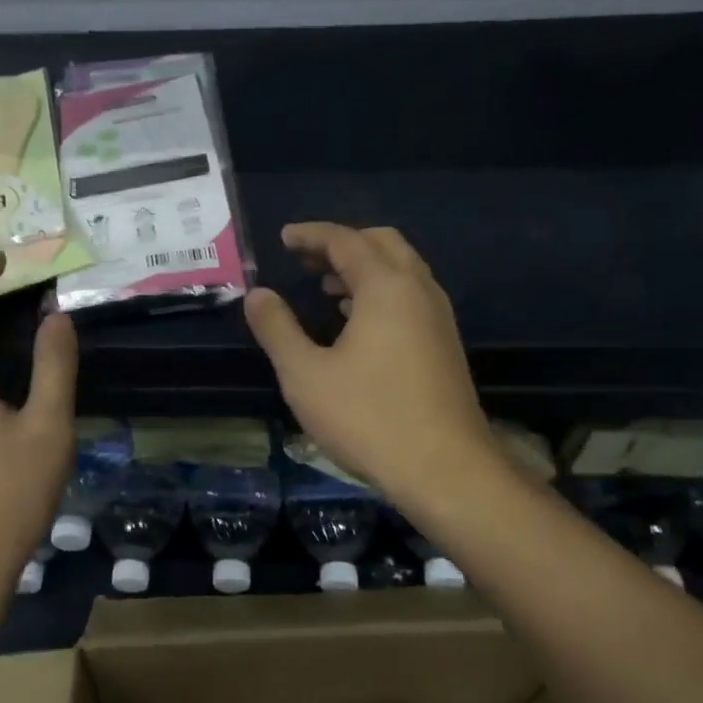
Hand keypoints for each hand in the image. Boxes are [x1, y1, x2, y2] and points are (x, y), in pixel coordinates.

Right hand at [242, 223, 499, 505]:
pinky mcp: (445, 346)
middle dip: (341, 244)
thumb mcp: (305, 374)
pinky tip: (356, 322)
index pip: (346, 240)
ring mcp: (438, 318)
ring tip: (324, 286)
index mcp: (386, 287)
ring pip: (401, 271)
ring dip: (363, 268)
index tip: (283, 238)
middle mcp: (419, 291)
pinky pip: (410, 297)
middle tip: (304, 258)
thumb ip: (277, 329)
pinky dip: (380, 293)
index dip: (311, 235)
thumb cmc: (367, 417)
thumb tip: (257, 295)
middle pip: (382, 244)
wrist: (443, 468)